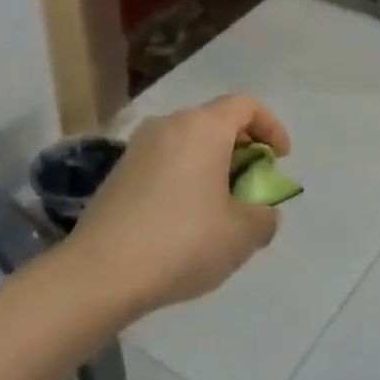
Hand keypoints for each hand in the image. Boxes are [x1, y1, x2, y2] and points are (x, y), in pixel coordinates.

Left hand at [64, 94, 289, 315]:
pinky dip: (185, 177)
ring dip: (212, 165)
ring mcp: (137, 147)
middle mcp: (168, 125)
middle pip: (215, 122)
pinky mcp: (118, 172)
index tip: (279, 160)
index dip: (272, 127)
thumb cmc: (182, 243)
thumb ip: (264, 217)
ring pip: (188, 143)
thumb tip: (261, 212)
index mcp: (203, 128)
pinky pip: (165, 162)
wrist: (100, 273)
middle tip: (252, 186)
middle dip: (242, 149)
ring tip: (221, 206)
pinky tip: (185, 219)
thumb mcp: (241, 236)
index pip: (246, 106)